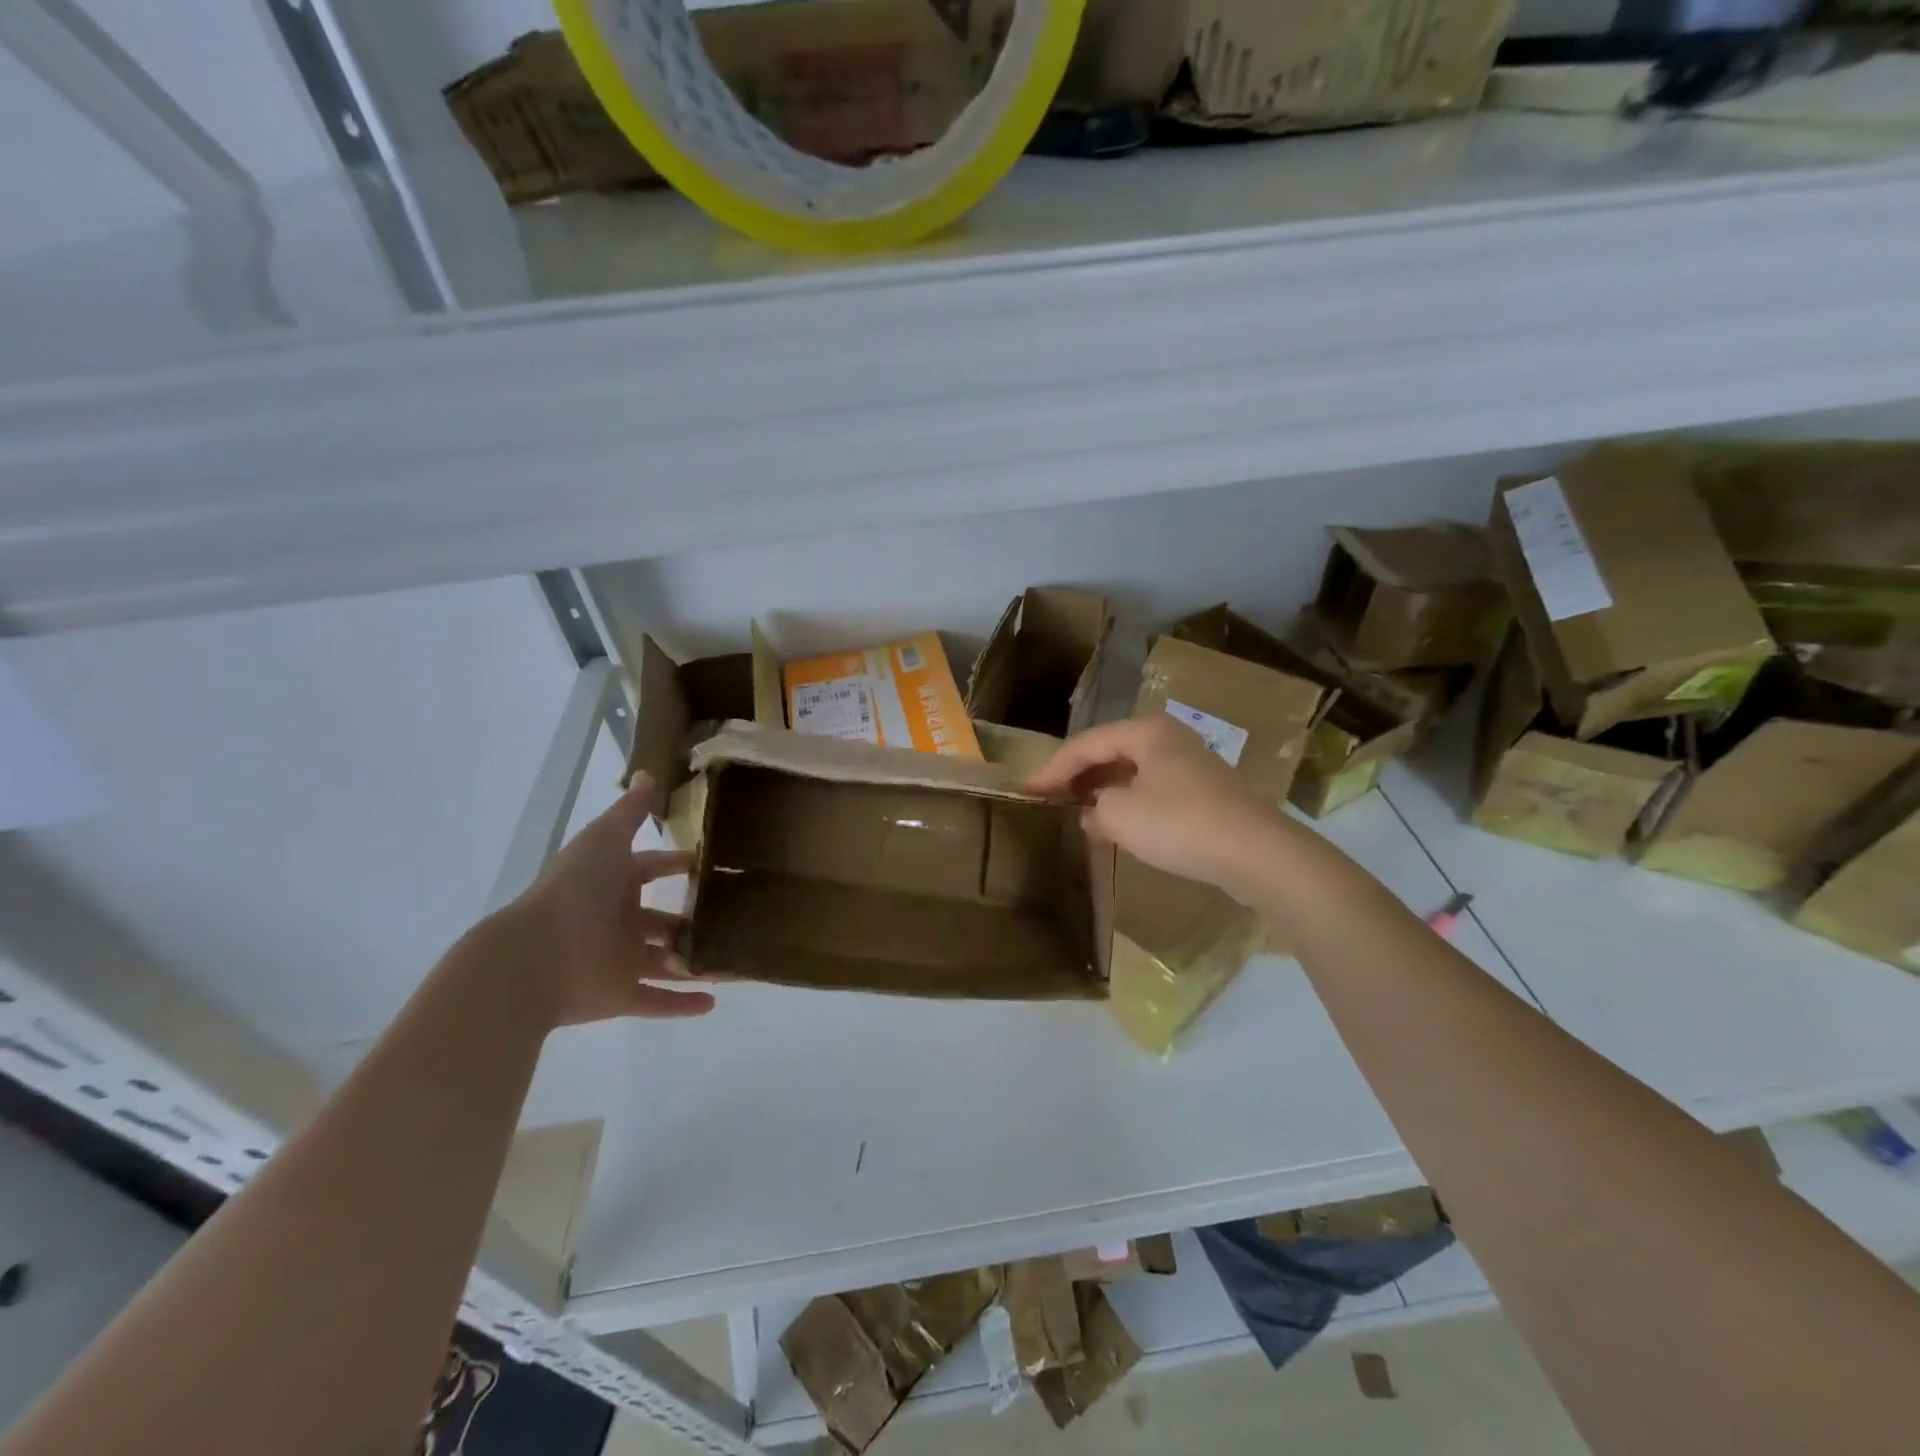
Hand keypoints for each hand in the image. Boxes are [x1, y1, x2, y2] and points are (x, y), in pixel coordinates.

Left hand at [506, 774, 715, 1025]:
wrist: (533, 958)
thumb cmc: (575, 892)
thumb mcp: (605, 839)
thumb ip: (630, 811)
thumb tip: (649, 772)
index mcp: (613, 883)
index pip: (650, 869)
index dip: (677, 865)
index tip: (710, 865)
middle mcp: (617, 921)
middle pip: (661, 921)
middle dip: (691, 920)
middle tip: (734, 916)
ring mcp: (619, 961)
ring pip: (666, 962)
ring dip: (694, 962)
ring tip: (735, 960)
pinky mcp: (620, 997)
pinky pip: (657, 1001)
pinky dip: (682, 1004)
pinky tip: (714, 1002)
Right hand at [1027, 717, 1283, 893]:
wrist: (1257, 853)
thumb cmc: (1181, 824)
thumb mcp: (1121, 816)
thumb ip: (1093, 811)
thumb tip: (1093, 815)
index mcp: (1146, 732)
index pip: (1085, 744)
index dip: (1052, 768)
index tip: (1027, 792)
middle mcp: (1168, 739)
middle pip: (1109, 752)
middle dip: (1077, 776)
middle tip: (1049, 799)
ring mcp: (1190, 765)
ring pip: (1131, 772)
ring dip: (1102, 792)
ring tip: (1077, 814)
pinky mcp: (1204, 793)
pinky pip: (1153, 790)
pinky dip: (1128, 804)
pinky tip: (1117, 827)